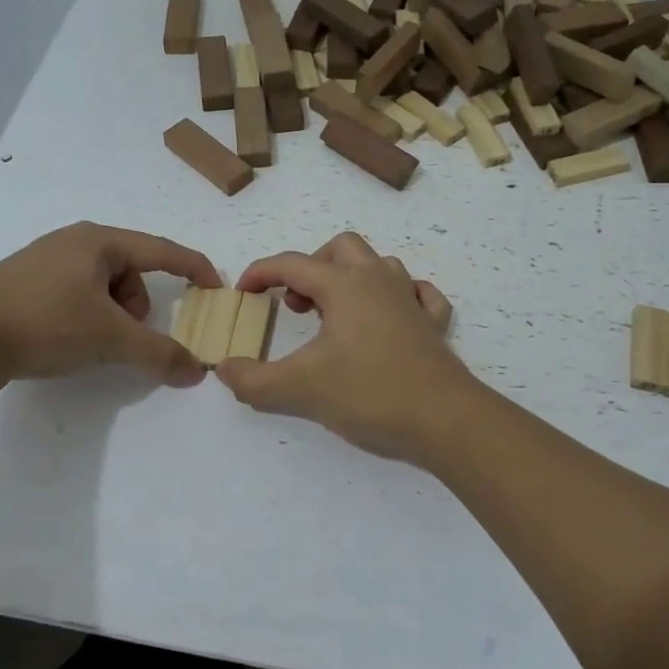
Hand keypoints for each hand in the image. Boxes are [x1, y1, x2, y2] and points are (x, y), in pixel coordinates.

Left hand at [0, 223, 221, 391]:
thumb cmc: (44, 322)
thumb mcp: (109, 338)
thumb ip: (159, 353)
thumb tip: (198, 371)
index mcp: (98, 242)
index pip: (162, 250)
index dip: (194, 268)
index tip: (217, 288)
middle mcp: (73, 243)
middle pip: (131, 272)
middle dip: (140, 307)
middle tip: (127, 336)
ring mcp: (44, 263)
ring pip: (103, 288)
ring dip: (113, 317)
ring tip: (92, 343)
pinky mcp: (24, 287)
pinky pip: (76, 298)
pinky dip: (86, 319)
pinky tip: (67, 342)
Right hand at [213, 232, 469, 460]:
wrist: (444, 420)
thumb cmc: (370, 393)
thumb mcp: (300, 389)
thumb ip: (254, 380)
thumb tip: (224, 369)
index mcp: (344, 285)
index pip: (292, 264)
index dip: (261, 273)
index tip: (243, 293)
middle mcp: (379, 281)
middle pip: (341, 249)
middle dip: (311, 267)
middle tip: (297, 304)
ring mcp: (411, 301)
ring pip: (379, 265)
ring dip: (351, 278)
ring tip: (334, 314)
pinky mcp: (433, 326)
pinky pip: (418, 294)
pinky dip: (397, 297)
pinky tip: (389, 318)